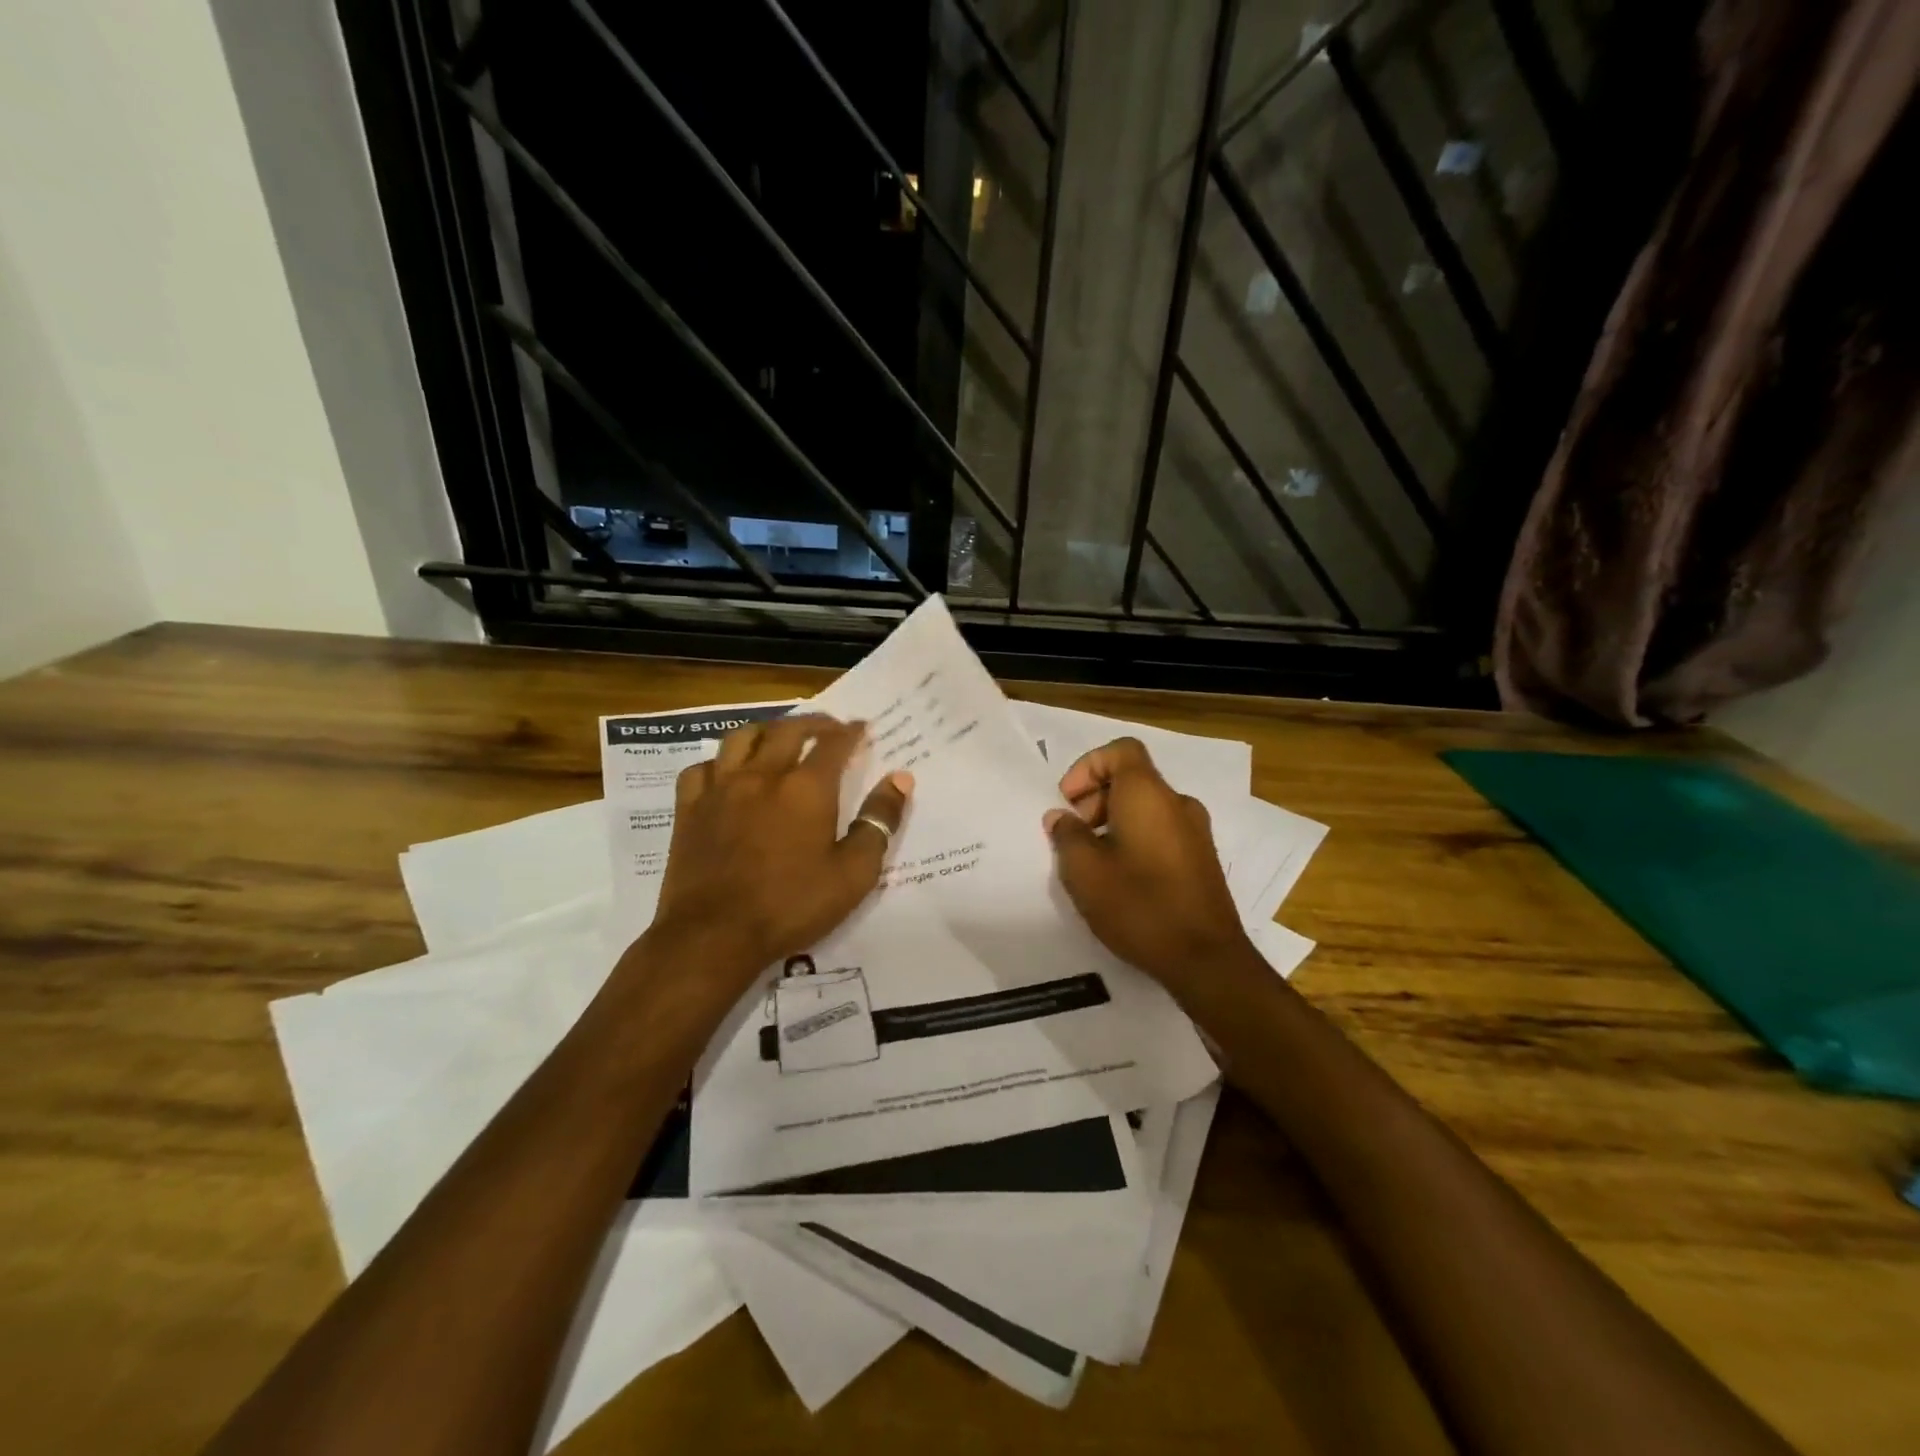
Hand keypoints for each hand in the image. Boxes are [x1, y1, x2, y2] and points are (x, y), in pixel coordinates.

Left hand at [646, 715, 912, 992]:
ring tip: (778, 737)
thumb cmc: (791, 906)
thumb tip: (900, 779)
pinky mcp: (689, 808)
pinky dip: (719, 762)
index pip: (834, 743)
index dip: (850, 732)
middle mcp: (763, 775)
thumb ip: (878, 822)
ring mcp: (720, 788)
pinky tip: (726, 772)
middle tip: (827, 727)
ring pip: (741, 738)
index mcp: (806, 788)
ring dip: (766, 730)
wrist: (714, 934)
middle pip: (788, 730)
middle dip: (813, 723)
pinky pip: (702, 767)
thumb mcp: (853, 873)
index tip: (861, 728)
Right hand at [1044, 738, 1254, 993]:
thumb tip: (1061, 818)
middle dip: (1096, 797)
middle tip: (1074, 833)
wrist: (1206, 959)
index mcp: (1149, 794)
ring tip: (1092, 860)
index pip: (1121, 751)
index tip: (1068, 801)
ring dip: (1114, 820)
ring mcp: (1196, 832)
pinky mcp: (1202, 859)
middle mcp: (1178, 803)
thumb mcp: (1085, 872)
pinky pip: (1162, 830)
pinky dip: (1136, 838)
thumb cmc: (1139, 905)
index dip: (1088, 766)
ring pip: (1147, 807)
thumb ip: (1067, 836)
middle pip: (1132, 778)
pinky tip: (1120, 877)